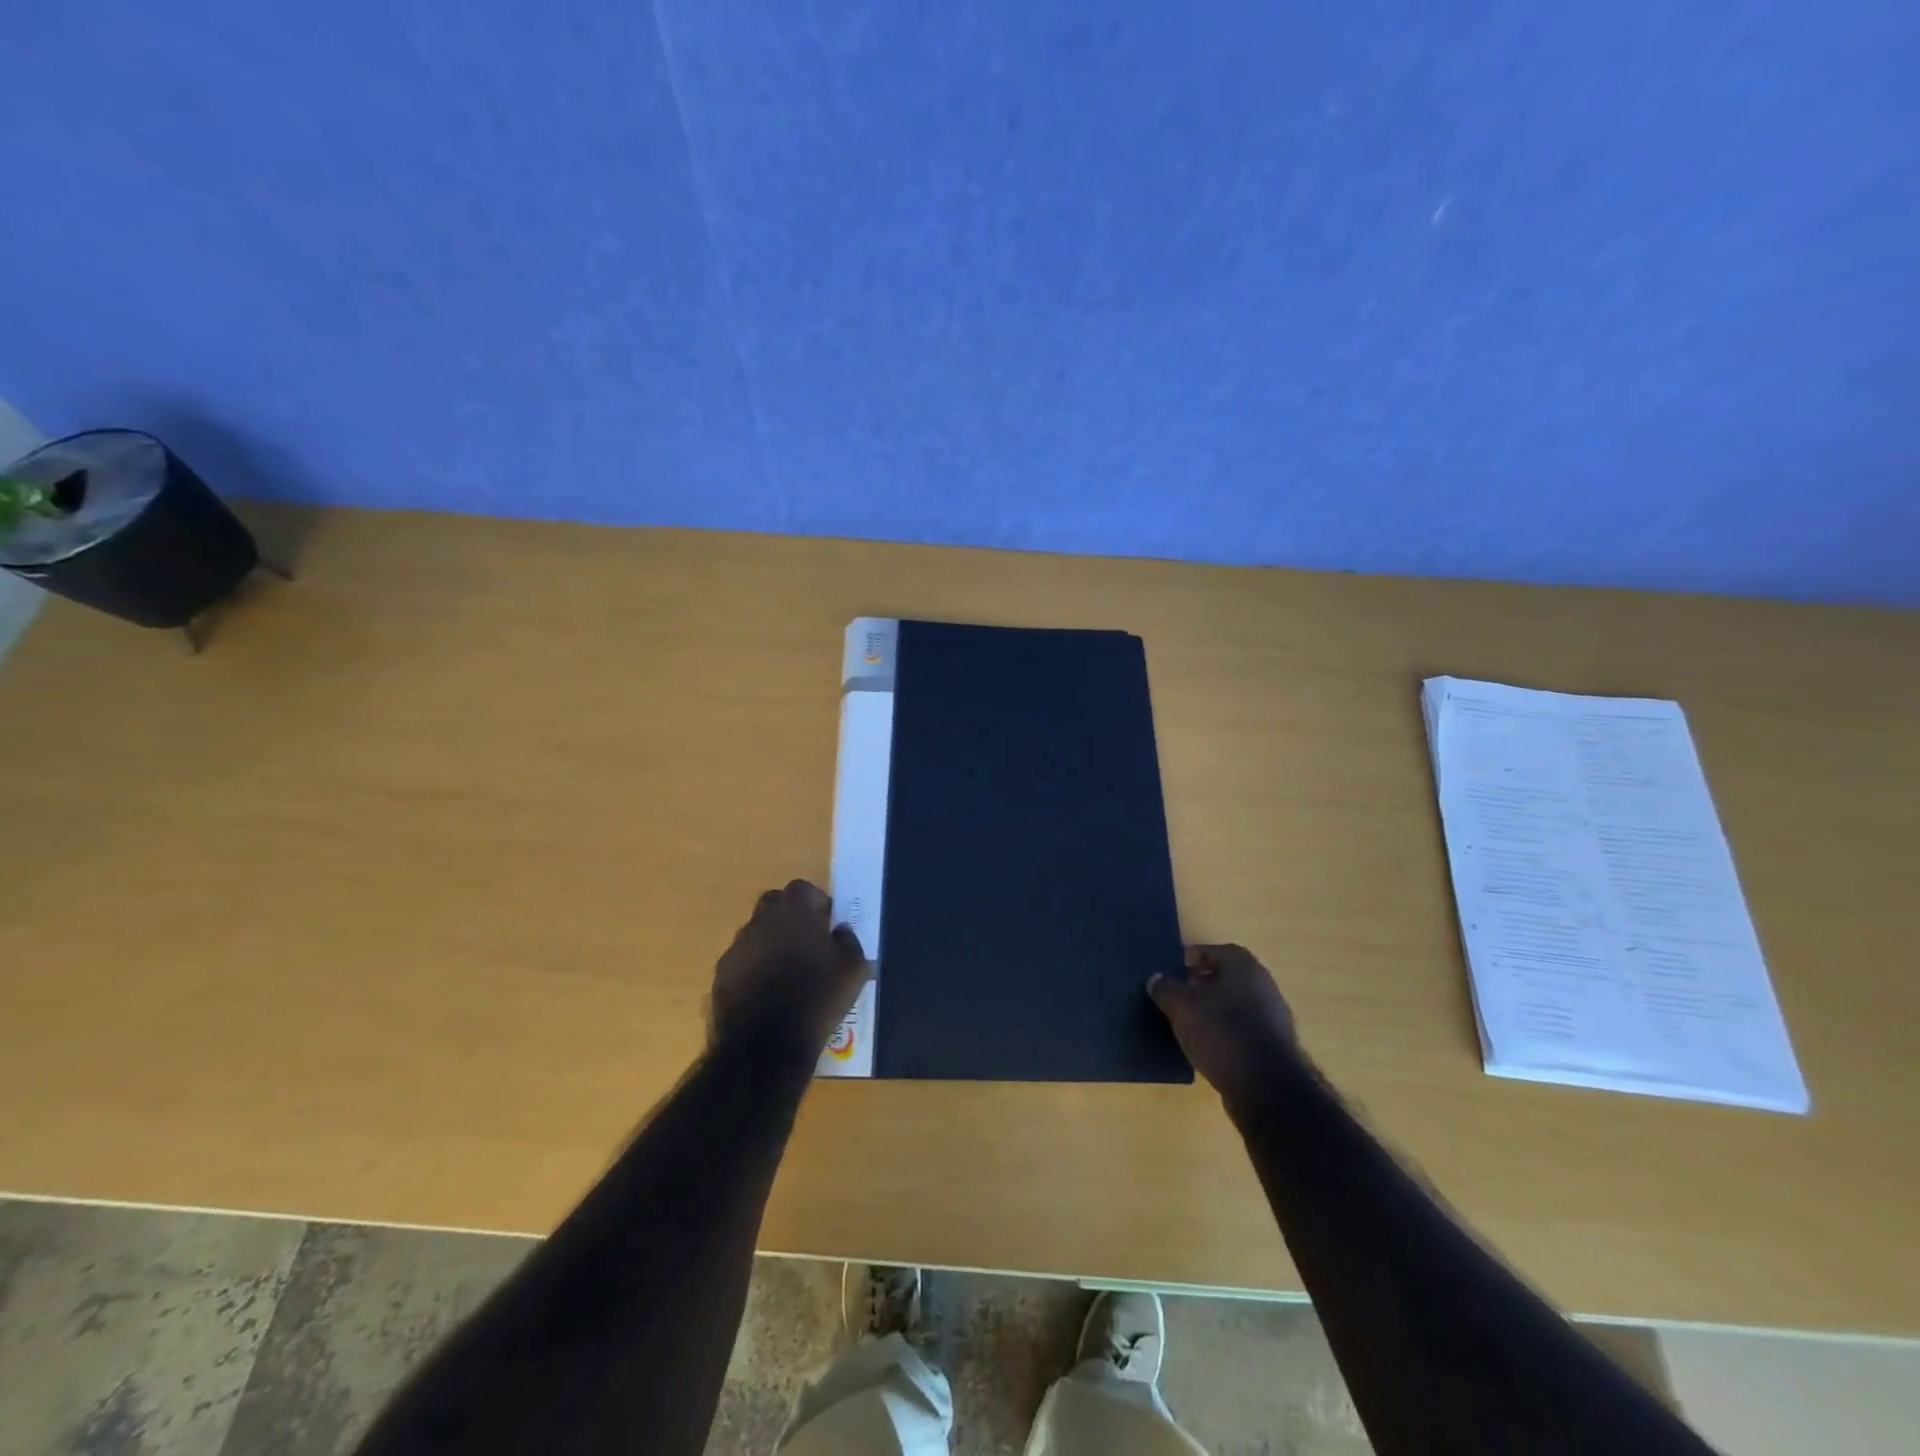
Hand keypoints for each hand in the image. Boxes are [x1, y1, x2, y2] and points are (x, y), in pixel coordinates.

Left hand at [712, 880, 869, 1054]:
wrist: (766, 1044)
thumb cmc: (817, 998)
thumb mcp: (853, 970)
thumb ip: (849, 941)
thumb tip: (840, 930)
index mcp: (795, 912)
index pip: (803, 889)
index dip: (816, 903)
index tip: (826, 924)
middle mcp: (761, 920)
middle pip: (774, 904)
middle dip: (789, 917)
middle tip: (806, 943)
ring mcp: (737, 947)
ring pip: (756, 933)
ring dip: (771, 943)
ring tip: (786, 973)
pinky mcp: (721, 974)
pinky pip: (742, 961)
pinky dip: (753, 969)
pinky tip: (766, 994)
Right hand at [1148, 944, 1299, 1106]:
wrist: (1265, 1086)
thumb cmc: (1220, 1031)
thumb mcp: (1181, 1006)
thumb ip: (1166, 988)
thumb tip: (1156, 978)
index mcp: (1243, 966)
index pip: (1213, 951)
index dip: (1190, 959)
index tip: (1173, 972)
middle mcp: (1263, 984)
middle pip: (1226, 977)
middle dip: (1201, 984)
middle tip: (1177, 996)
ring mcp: (1273, 1016)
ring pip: (1235, 1004)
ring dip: (1214, 1010)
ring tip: (1188, 1023)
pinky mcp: (1275, 1046)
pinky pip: (1243, 1029)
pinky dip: (1226, 1032)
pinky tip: (1209, 1046)